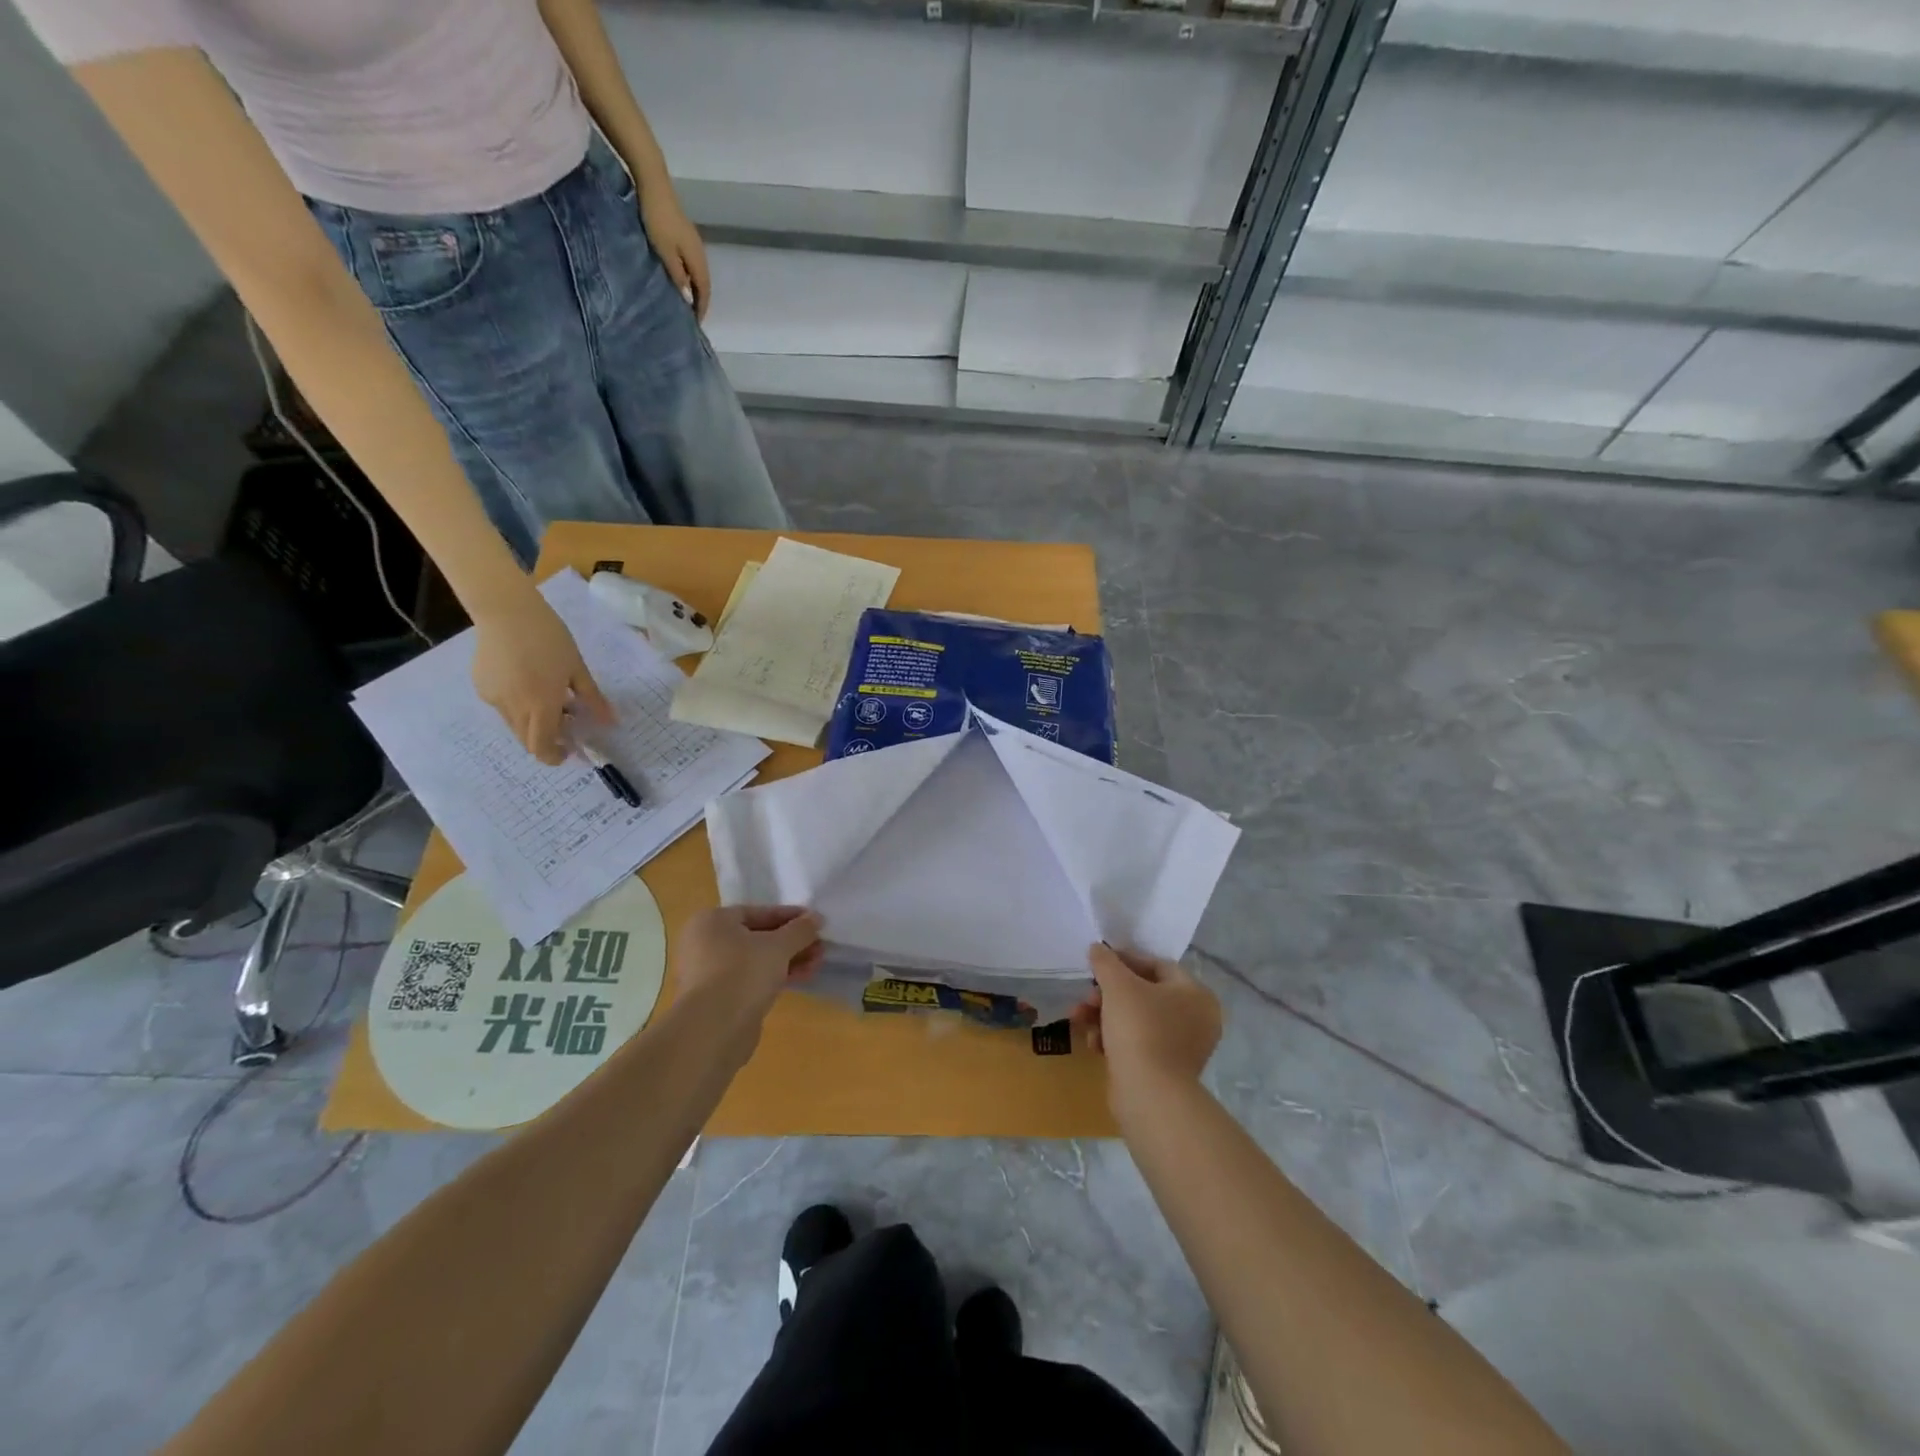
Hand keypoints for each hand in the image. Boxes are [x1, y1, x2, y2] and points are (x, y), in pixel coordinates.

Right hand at [470, 584, 613, 763]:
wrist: (506, 611)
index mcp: (540, 704)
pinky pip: (502, 708)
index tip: (569, 752)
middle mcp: (513, 707)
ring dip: (534, 724)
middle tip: (567, 727)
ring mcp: (493, 698)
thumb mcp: (577, 669)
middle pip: (527, 740)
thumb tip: (610, 722)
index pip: (542, 746)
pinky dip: (519, 708)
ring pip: (514, 725)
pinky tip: (530, 685)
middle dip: (547, 741)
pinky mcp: (482, 687)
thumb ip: (592, 699)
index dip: (554, 756)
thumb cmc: (550, 637)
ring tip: (552, 701)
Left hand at [640, 186, 711, 321]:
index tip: (695, 323)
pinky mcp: (684, 233)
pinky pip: (691, 262)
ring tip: (685, 299)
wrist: (653, 181)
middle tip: (691, 314)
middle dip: (700, 300)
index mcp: (698, 259)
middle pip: (704, 282)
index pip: (704, 290)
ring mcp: (693, 241)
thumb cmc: (658, 219)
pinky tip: (680, 277)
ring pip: (698, 272)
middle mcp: (700, 252)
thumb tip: (688, 298)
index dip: (701, 307)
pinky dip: (689, 275)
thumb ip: (677, 276)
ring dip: (694, 287)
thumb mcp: (665, 252)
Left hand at [672, 906, 823, 1026]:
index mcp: (712, 921)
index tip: (815, 922)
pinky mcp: (718, 999)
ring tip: (817, 964)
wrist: (713, 1029)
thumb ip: (800, 930)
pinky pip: (751, 980)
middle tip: (820, 947)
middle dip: (792, 942)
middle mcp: (705, 943)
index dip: (790, 916)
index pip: (758, 912)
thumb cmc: (743, 972)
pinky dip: (775, 977)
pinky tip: (801, 979)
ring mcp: (709, 973)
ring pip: (756, 960)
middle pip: (758, 937)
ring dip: (788, 960)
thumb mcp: (779, 946)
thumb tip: (816, 918)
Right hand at [1071, 944, 1222, 1096]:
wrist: (1149, 1096)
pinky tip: (1094, 1045)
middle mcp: (1196, 1019)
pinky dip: (1113, 1040)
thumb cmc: (1140, 1029)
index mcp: (1196, 994)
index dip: (1124, 960)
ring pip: (1136, 1019)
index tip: (1097, 963)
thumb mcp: (1118, 985)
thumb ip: (1106, 961)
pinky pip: (1137, 1044)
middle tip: (1086, 997)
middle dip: (1108, 994)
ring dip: (1104, 1016)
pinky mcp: (1165, 1070)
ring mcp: (1182, 1047)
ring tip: (1079, 1019)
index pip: (1157, 965)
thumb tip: (1098, 948)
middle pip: (1143, 993)